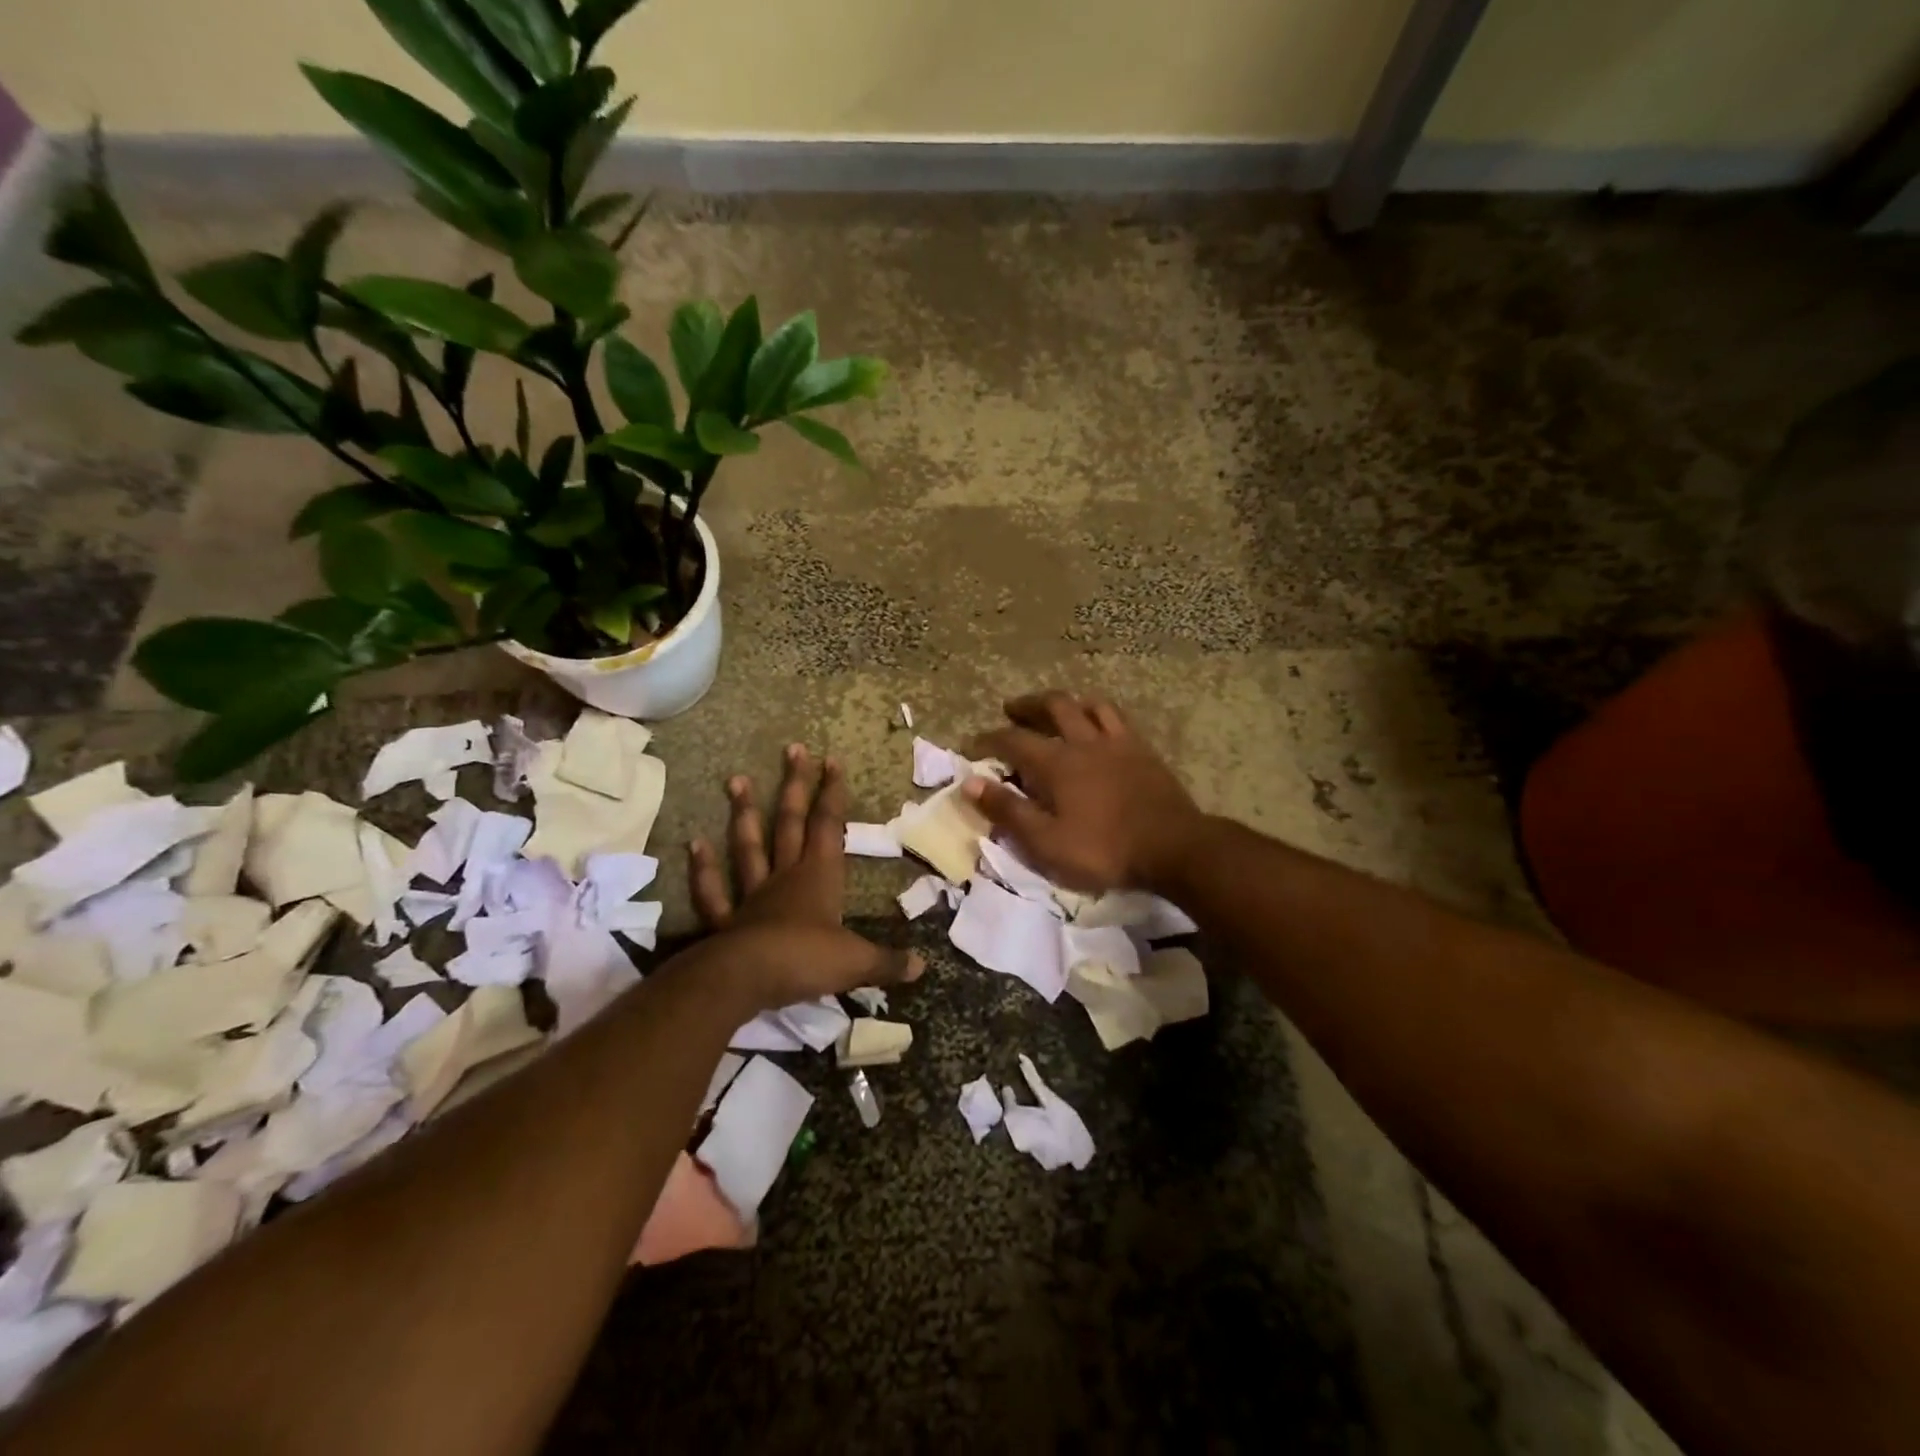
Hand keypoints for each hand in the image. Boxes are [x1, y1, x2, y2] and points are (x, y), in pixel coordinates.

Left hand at [686, 743, 921, 1012]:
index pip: (829, 825)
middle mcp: (786, 876)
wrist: (746, 979)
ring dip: (745, 814)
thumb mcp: (856, 962)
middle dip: (795, 786)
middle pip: (791, 822)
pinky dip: (704, 869)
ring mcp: (752, 895)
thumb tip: (921, 966)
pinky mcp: (726, 921)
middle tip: (793, 749)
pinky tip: (695, 844)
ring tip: (736, 779)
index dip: (832, 793)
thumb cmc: (806, 959)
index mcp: (819, 877)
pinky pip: (713, 891)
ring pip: (749, 846)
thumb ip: (887, 961)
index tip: (832, 760)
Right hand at [966, 691, 1208, 893]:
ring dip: (1066, 702)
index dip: (989, 739)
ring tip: (1057, 708)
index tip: (974, 743)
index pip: (1013, 740)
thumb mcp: (1045, 842)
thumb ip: (1008, 811)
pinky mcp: (1143, 750)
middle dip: (1027, 706)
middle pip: (1053, 707)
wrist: (1173, 847)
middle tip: (1012, 709)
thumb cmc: (1103, 850)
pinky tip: (1100, 722)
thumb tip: (970, 783)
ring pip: (1088, 705)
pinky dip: (1100, 712)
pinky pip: (1118, 717)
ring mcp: (1117, 742)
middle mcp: (1084, 741)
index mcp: (1056, 763)